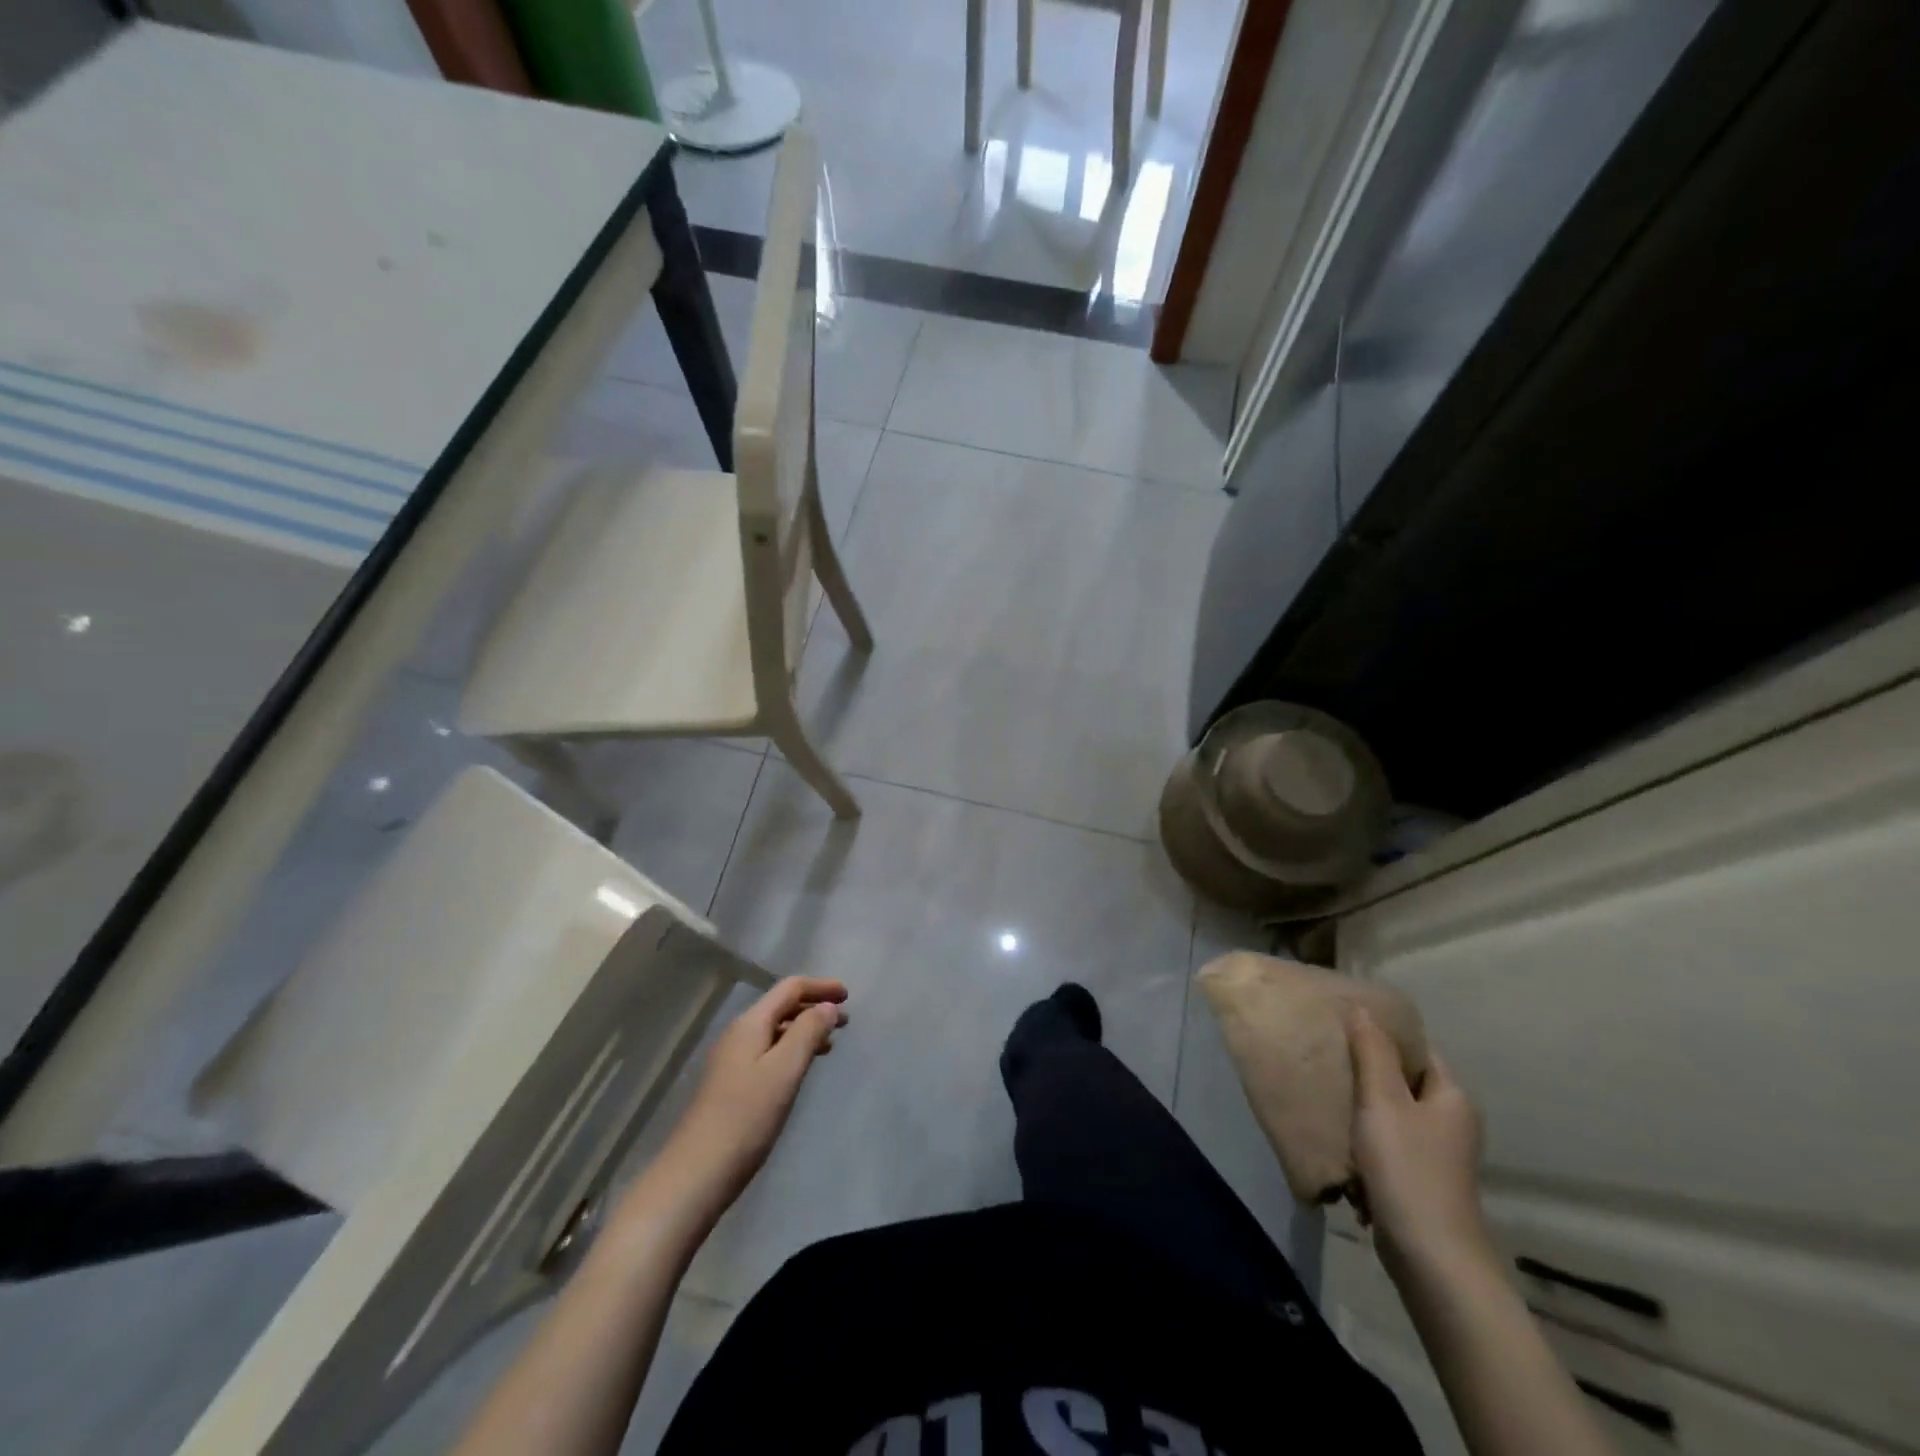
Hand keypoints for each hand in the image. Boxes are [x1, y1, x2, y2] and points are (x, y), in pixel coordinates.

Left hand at [663, 977, 847, 1208]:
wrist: (696, 1174)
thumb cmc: (745, 1117)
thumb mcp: (784, 1070)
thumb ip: (808, 1032)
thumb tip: (827, 1006)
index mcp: (750, 1024)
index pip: (789, 989)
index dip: (820, 987)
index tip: (849, 996)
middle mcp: (738, 1035)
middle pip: (781, 1007)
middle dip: (814, 1008)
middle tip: (846, 1021)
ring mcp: (732, 1061)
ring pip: (775, 1032)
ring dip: (804, 1030)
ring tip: (831, 1044)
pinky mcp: (731, 1086)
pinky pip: (768, 1053)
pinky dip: (791, 1051)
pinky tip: (801, 1070)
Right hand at [1345, 1006, 1493, 1284]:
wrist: (1431, 1258)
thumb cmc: (1407, 1168)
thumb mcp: (1383, 1101)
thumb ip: (1372, 1052)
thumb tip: (1362, 1008)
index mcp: (1451, 1097)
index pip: (1418, 1050)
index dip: (1384, 1035)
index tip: (1344, 1026)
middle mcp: (1450, 1123)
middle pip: (1402, 1082)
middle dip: (1365, 1072)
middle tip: (1326, 1057)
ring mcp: (1436, 1157)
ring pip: (1391, 1116)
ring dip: (1360, 1111)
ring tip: (1324, 1097)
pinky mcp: (1418, 1183)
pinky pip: (1386, 1148)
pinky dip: (1363, 1145)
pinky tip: (1337, 1146)